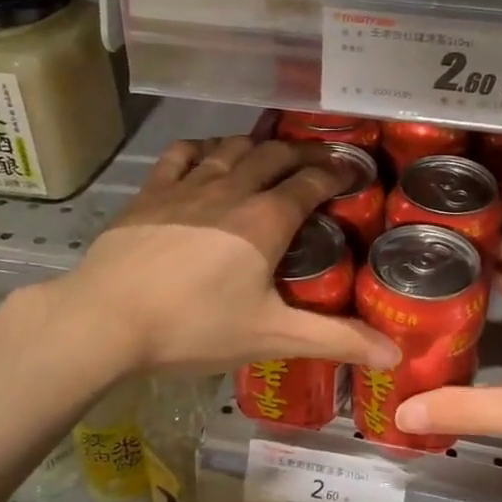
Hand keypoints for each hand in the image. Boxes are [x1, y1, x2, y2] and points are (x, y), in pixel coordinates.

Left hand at [61, 135, 401, 374]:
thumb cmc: (194, 327)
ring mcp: (187, 186)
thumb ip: (335, 341)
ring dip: (259, 145)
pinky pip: (182, 154)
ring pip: (232, 148)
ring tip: (273, 151)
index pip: (311, 183)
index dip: (338, 174)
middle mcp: (232, 189)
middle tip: (323, 160)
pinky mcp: (151, 192)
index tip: (355, 172)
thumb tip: (395, 356)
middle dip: (305, 153)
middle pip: (275, 156)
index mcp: (266, 220)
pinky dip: (204, 147)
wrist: (106, 319)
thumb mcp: (271, 336)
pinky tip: (209, 154)